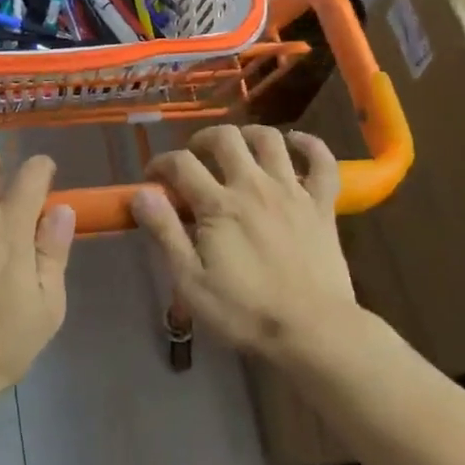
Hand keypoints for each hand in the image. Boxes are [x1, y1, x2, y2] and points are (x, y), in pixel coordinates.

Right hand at [131, 125, 358, 364]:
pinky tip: (296, 144)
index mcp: (219, 206)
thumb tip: (141, 194)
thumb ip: (165, 233)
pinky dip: (310, 145)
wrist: (313, 330)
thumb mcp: (190, 282)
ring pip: (271, 139)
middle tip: (194, 159)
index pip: (181, 164)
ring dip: (249, 135)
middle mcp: (254, 186)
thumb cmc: (244, 312)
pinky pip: (322, 161)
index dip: (161, 164)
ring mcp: (292, 192)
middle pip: (225, 138)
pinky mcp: (322, 204)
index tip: (152, 179)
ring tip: (238, 148)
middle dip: (203, 140)